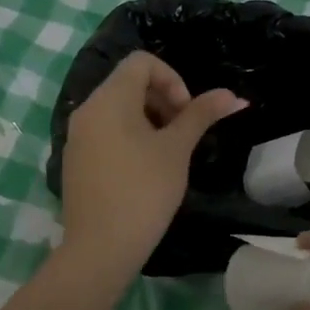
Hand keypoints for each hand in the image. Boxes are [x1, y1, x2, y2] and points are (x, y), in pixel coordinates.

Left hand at [59, 52, 245, 281]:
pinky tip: (145, 169)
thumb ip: (201, 115)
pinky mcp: (76, 159)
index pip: (141, 62)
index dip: (172, 78)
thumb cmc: (144, 191)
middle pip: (128, 83)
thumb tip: (233, 96)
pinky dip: (129, 136)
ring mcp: (77, 136)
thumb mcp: (177, 149)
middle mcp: (87, 109)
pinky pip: (105, 131)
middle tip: (183, 132)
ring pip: (117, 108)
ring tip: (168, 152)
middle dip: (162, 98)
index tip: (186, 112)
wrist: (101, 248)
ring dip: (148, 118)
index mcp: (109, 99)